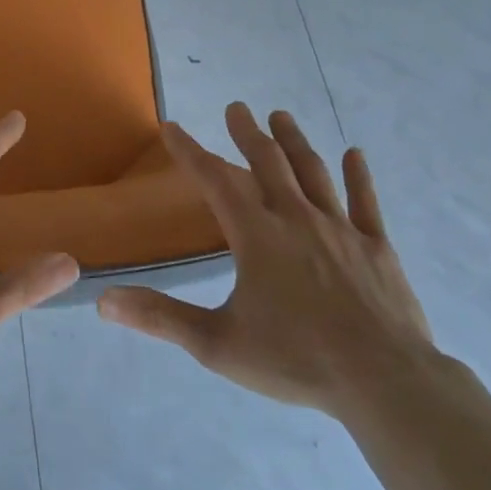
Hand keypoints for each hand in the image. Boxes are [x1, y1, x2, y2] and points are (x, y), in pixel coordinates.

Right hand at [98, 102, 435, 416]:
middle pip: (268, 163)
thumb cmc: (296, 359)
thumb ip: (161, 318)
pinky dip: (359, 176)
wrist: (385, 382)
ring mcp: (341, 230)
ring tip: (281, 116)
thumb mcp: (217, 344)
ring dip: (294, 141)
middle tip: (237, 107)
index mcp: (256, 236)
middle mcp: (296, 219)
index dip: (189, 152)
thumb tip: (105, 302)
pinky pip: (366, 202)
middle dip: (247, 133)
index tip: (172, 127)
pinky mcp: (377, 247)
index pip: (214, 181)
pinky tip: (355, 154)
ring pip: (313, 172)